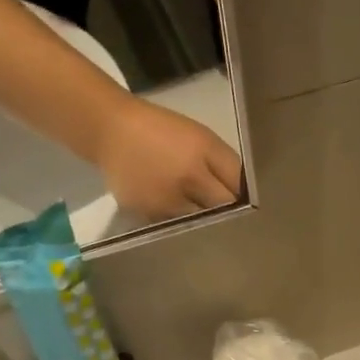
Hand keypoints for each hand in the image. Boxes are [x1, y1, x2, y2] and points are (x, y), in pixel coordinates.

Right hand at [93, 96, 242, 220]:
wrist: (111, 131)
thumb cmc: (164, 131)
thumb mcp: (203, 138)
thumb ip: (228, 167)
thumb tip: (247, 196)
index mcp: (200, 161)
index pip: (236, 194)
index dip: (244, 202)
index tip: (248, 206)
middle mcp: (183, 185)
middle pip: (219, 215)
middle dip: (228, 217)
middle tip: (232, 219)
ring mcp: (162, 205)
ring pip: (197, 227)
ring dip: (204, 225)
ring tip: (204, 219)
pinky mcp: (144, 216)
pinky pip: (173, 229)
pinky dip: (180, 225)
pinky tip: (178, 217)